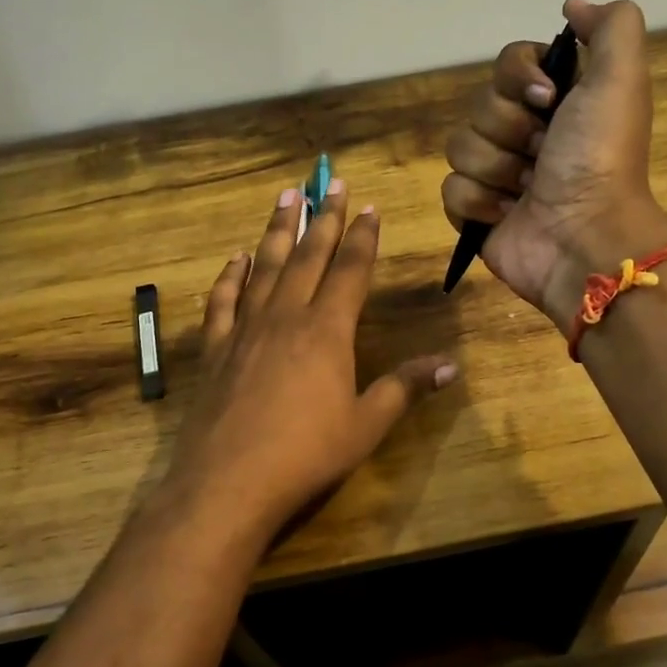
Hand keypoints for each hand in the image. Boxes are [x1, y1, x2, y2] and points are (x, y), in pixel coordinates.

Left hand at [161, 183, 456, 540]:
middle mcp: (286, 317)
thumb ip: (404, 388)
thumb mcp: (366, 425)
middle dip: (323, 218)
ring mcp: (246, 330)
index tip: (368, 206)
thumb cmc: (307, 455)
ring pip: (265, 267)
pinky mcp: (215, 349)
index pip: (350, 270)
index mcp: (327, 331)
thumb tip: (451, 365)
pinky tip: (235, 258)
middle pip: (308, 256)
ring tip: (286, 196)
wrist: (229, 483)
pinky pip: (223, 301)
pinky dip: (230, 276)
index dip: (362, 237)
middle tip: (330, 183)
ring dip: (277, 230)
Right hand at [441, 0, 666, 332]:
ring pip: (460, 147)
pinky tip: (507, 215)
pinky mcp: (476, 214)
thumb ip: (610, 26)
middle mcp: (526, 134)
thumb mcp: (621, 79)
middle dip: (510, 131)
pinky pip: (450, 190)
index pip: (507, 65)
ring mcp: (498, 176)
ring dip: (496, 170)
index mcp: (556, 103)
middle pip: (480, 106)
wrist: (584, 238)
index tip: (548, 101)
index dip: (519, 79)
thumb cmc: (600, 159)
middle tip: (543, 155)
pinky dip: (478, 203)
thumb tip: (570, 4)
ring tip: (527, 191)